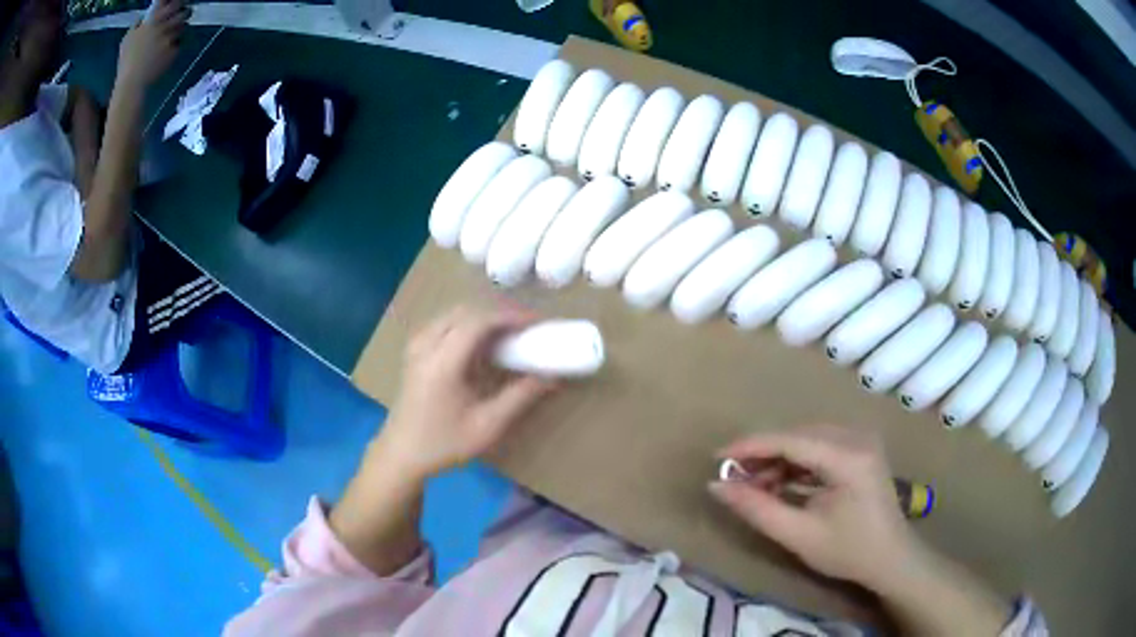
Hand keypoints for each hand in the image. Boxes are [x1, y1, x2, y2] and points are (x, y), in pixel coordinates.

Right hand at [115, 0, 189, 89]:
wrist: (131, 83)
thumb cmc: (126, 62)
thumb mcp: (127, 40)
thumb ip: (136, 25)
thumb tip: (142, 17)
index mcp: (152, 21)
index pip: (172, 2)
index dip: (177, 3)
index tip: (178, 5)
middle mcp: (162, 26)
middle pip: (183, 12)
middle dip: (185, 13)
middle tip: (184, 15)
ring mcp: (168, 38)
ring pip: (183, 27)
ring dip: (181, 29)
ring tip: (175, 34)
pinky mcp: (173, 51)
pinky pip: (179, 44)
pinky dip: (176, 46)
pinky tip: (169, 52)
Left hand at [380, 306, 555, 479]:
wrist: (402, 454)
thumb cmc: (444, 443)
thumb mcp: (488, 426)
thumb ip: (521, 397)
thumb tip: (552, 376)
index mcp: (442, 362)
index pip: (478, 322)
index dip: (510, 316)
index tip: (537, 322)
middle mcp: (426, 345)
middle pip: (466, 311)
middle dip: (499, 313)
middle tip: (526, 327)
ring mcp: (416, 346)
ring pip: (453, 314)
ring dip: (482, 317)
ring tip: (507, 332)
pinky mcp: (414, 352)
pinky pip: (443, 323)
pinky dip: (466, 323)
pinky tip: (479, 341)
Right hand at [708, 425, 918, 588]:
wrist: (891, 559)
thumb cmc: (848, 552)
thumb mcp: (798, 535)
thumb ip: (757, 508)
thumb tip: (716, 486)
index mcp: (848, 456)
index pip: (790, 440)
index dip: (750, 446)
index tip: (715, 458)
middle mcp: (856, 437)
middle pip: (798, 435)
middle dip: (762, 454)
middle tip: (732, 478)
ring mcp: (861, 441)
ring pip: (806, 440)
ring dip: (777, 459)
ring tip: (752, 485)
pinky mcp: (860, 450)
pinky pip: (819, 447)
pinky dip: (795, 463)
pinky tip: (779, 483)